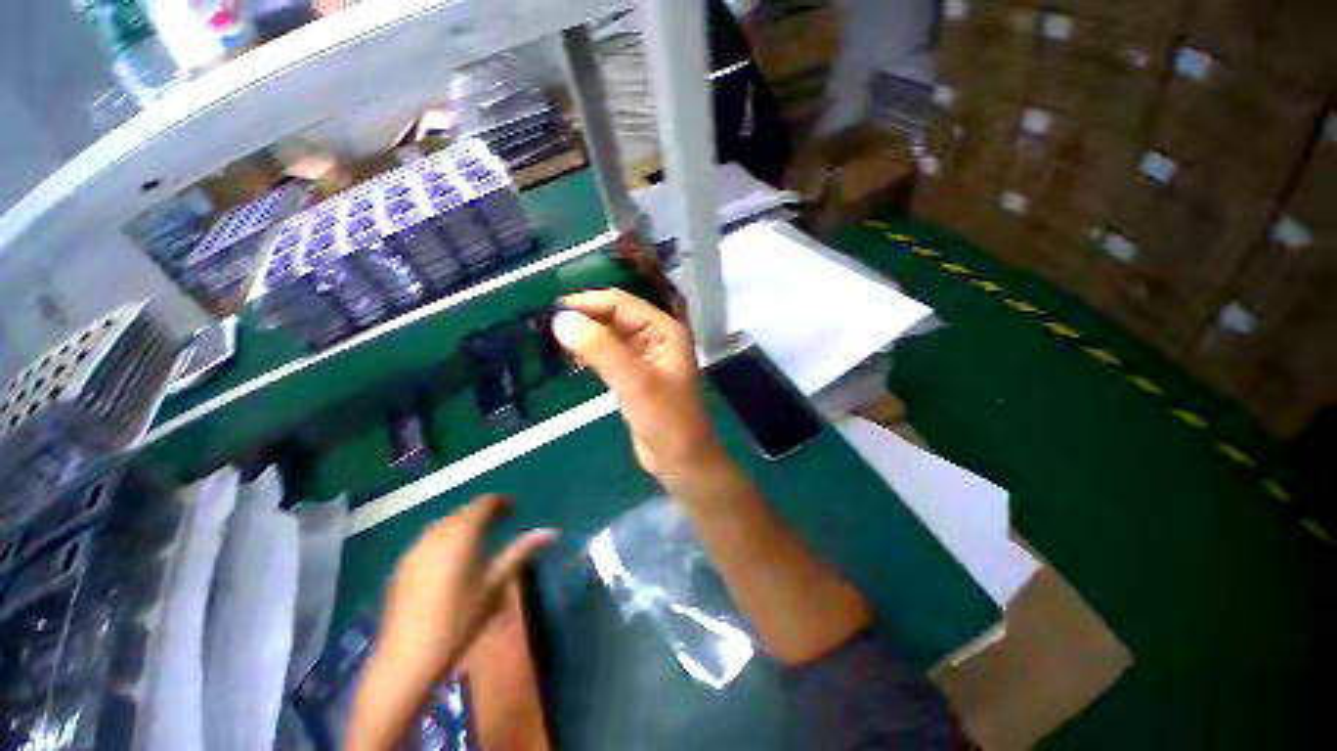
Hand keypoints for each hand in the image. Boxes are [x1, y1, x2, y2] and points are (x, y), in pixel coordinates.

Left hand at [375, 494, 556, 683]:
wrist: (408, 658)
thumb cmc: (460, 619)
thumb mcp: (496, 584)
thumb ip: (521, 552)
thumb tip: (552, 532)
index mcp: (462, 535)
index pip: (483, 503)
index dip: (500, 502)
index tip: (514, 508)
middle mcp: (436, 535)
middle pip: (463, 512)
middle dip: (483, 512)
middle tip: (501, 521)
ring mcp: (415, 550)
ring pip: (444, 524)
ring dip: (463, 523)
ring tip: (479, 536)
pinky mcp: (402, 567)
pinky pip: (429, 539)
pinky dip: (446, 537)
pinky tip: (451, 557)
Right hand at [552, 289, 724, 483]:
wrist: (680, 460)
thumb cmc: (666, 420)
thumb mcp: (634, 382)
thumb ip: (601, 348)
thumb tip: (560, 318)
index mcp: (664, 329)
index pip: (620, 304)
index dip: (586, 303)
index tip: (550, 310)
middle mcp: (655, 337)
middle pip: (613, 317)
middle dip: (583, 318)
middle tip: (545, 327)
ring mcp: (644, 356)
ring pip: (608, 336)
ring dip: (584, 336)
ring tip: (551, 341)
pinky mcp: (634, 375)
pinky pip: (608, 355)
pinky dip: (590, 354)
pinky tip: (570, 358)